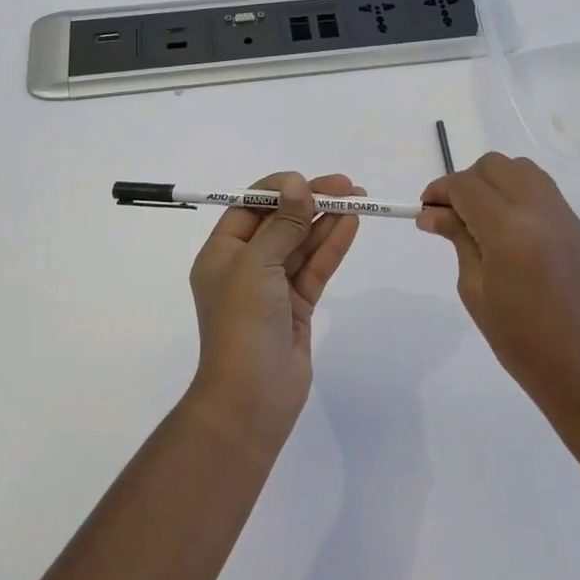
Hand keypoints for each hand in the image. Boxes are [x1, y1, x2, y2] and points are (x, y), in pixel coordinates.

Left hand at [187, 172, 363, 440]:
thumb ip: (282, 224)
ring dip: (326, 221)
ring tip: (358, 199)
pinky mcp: (296, 307)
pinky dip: (332, 246)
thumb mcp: (257, 265)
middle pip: (280, 223)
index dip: (279, 189)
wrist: (252, 398)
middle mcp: (245, 266)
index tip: (308, 180)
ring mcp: (272, 288)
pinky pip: (315, 268)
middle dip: (310, 202)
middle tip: (346, 186)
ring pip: (301, 244)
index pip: (249, 207)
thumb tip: (297, 184)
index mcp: (221, 253)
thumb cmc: (243, 323)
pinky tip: (351, 224)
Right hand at [417, 153, 579, 433]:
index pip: (465, 186)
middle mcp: (538, 210)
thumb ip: (458, 241)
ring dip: (492, 182)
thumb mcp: (477, 294)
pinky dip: (516, 192)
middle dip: (465, 182)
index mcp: (509, 231)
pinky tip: (507, 227)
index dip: (439, 191)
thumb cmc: (525, 346)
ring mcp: (563, 215)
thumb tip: (432, 213)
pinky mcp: (577, 225)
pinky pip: (541, 188)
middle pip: (493, 166)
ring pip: (519, 169)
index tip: (425, 212)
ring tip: (479, 219)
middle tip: (450, 217)